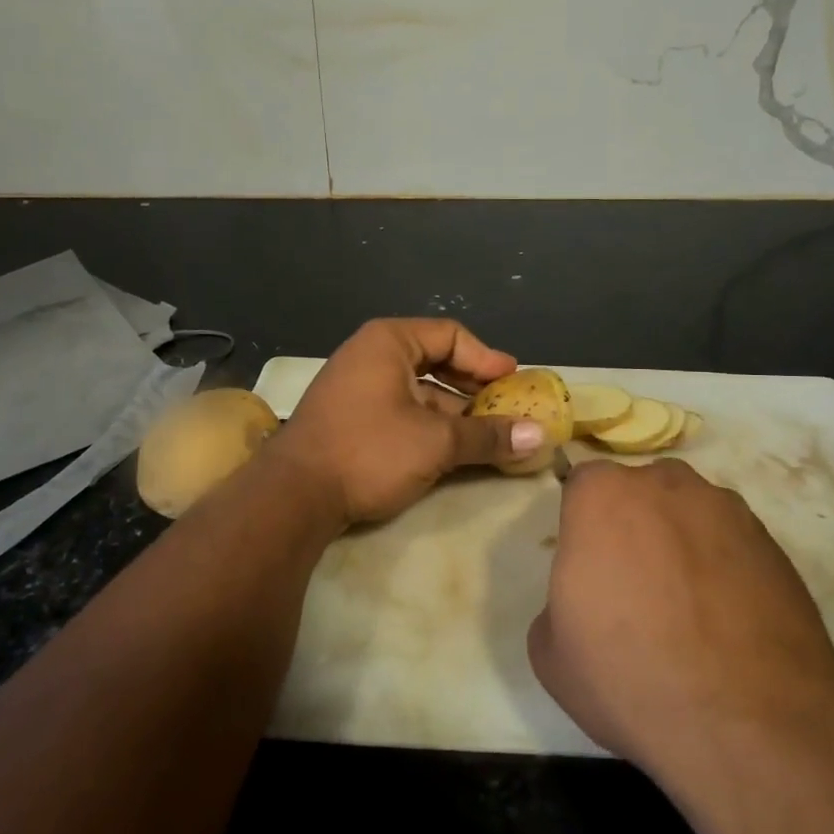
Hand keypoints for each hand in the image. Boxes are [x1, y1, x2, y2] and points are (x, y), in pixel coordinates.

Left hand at [268, 318, 545, 525]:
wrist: (293, 496)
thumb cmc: (369, 451)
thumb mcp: (436, 443)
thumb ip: (488, 436)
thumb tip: (540, 436)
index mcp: (388, 342)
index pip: (450, 336)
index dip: (486, 358)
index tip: (513, 381)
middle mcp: (370, 355)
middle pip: (435, 360)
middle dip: (473, 386)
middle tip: (505, 406)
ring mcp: (356, 387)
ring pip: (418, 390)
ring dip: (454, 410)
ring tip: (487, 434)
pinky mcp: (349, 418)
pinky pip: (400, 409)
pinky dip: (429, 424)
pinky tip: (451, 449)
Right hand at [528, 459, 833, 793]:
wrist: (750, 726)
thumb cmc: (630, 677)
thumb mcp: (550, 652)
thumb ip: (557, 602)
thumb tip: (586, 601)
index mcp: (603, 496)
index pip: (583, 486)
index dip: (582, 526)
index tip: (588, 567)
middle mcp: (667, 485)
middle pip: (641, 492)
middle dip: (634, 526)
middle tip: (634, 587)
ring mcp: (728, 511)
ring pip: (691, 514)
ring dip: (682, 544)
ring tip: (688, 611)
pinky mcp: (774, 546)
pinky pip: (733, 546)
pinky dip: (725, 571)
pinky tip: (727, 625)